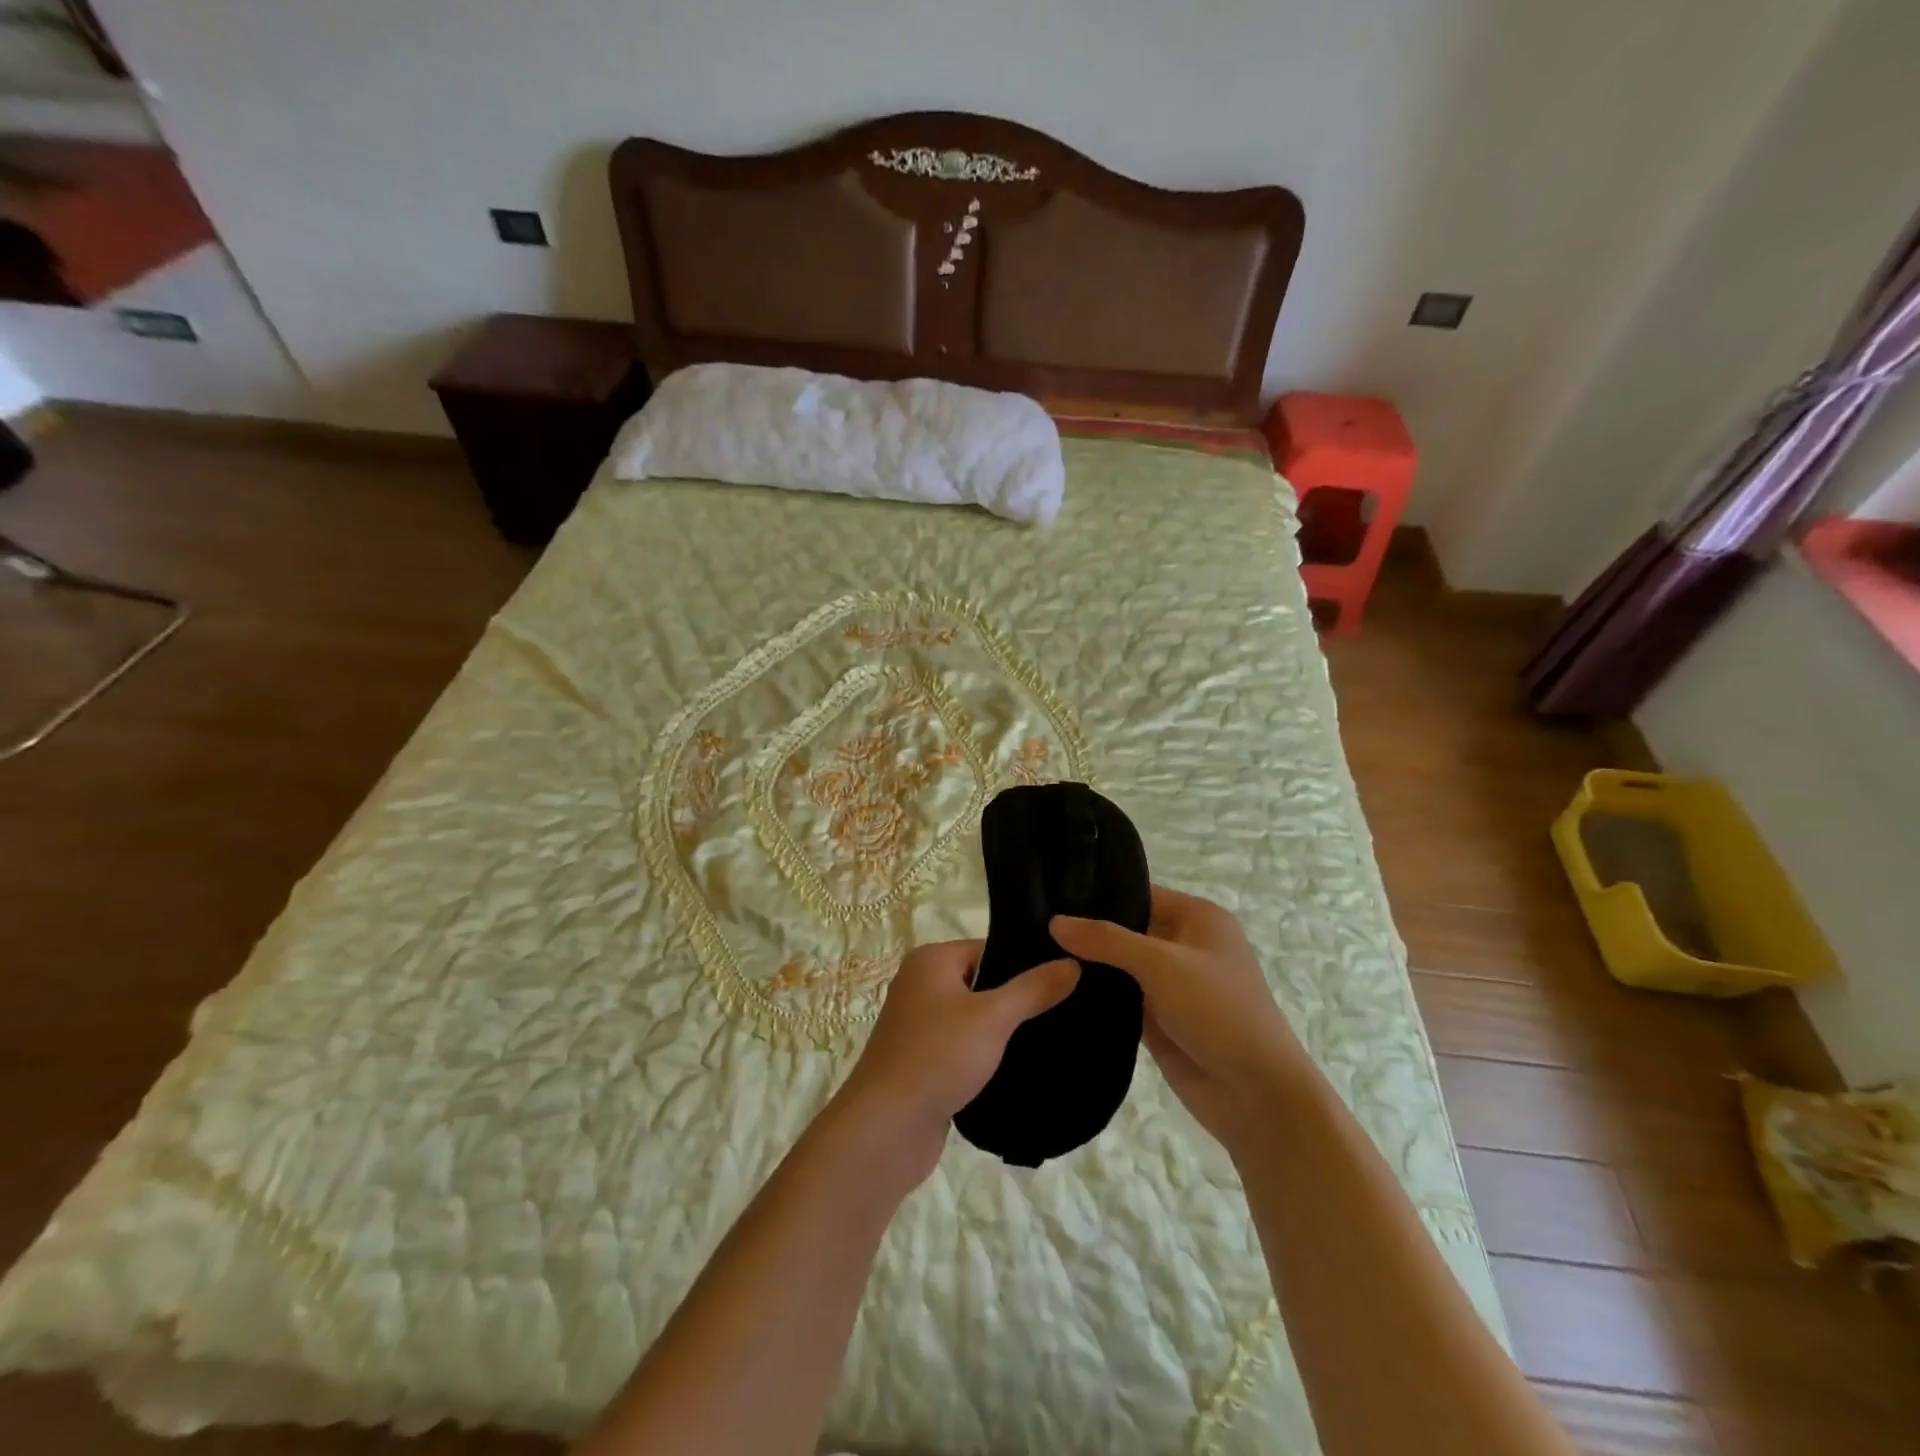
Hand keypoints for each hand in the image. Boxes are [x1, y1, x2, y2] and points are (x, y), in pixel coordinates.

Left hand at [831, 939, 1079, 1185]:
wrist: (887, 1128)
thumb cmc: (937, 1056)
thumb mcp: (993, 1017)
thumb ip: (1033, 989)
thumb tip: (1073, 962)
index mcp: (931, 961)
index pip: (990, 949)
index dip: (1026, 963)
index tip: (1066, 980)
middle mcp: (921, 985)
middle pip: (983, 983)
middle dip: (1019, 1000)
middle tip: (1068, 1012)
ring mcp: (920, 1026)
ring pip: (975, 1019)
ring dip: (1005, 1032)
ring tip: (1052, 1041)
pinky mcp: (924, 1062)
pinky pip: (965, 1049)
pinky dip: (989, 1057)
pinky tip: (1022, 1069)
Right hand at [1052, 887, 1310, 1153]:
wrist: (1256, 1095)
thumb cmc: (1218, 1011)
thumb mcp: (1162, 964)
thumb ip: (1106, 940)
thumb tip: (1054, 921)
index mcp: (1197, 918)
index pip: (1139, 893)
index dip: (1098, 893)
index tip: (1049, 891)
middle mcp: (1183, 945)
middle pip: (1126, 929)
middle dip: (1086, 930)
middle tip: (1031, 923)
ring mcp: (1169, 984)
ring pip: (1119, 966)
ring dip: (1087, 965)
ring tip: (1032, 951)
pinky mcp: (1157, 1019)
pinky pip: (1119, 999)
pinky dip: (1094, 996)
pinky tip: (1053, 987)